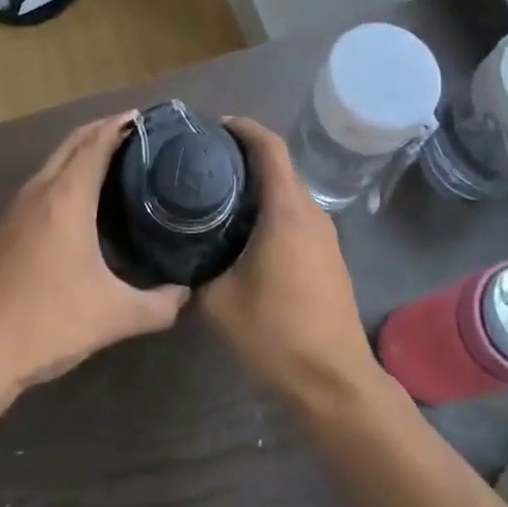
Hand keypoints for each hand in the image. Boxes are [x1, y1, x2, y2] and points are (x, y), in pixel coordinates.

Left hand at [0, 113, 188, 399]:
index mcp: (66, 197)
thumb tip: (186, 294)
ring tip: (114, 161)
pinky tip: (78, 203)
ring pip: (53, 163)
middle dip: (102, 130)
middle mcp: (39, 192)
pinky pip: (41, 185)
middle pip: (72, 143)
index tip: (147, 119)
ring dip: (81, 152)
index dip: (121, 125)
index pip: (96, 143)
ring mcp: (14, 210)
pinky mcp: (2, 230)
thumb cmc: (45, 323)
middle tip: (137, 133)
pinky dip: (65, 176)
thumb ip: (158, 306)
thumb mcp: (112, 317)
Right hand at [200, 118, 379, 406]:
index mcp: (287, 211)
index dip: (245, 129)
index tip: (217, 125)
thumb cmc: (276, 334)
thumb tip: (173, 263)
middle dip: (248, 157)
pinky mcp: (329, 258)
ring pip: (291, 194)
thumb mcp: (219, 303)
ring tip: (222, 195)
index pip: (270, 148)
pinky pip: (298, 218)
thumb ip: (193, 275)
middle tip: (208, 162)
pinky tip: (248, 233)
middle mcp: (311, 214)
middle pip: (281, 167)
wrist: (334, 381)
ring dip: (262, 187)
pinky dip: (274, 211)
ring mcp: (326, 236)